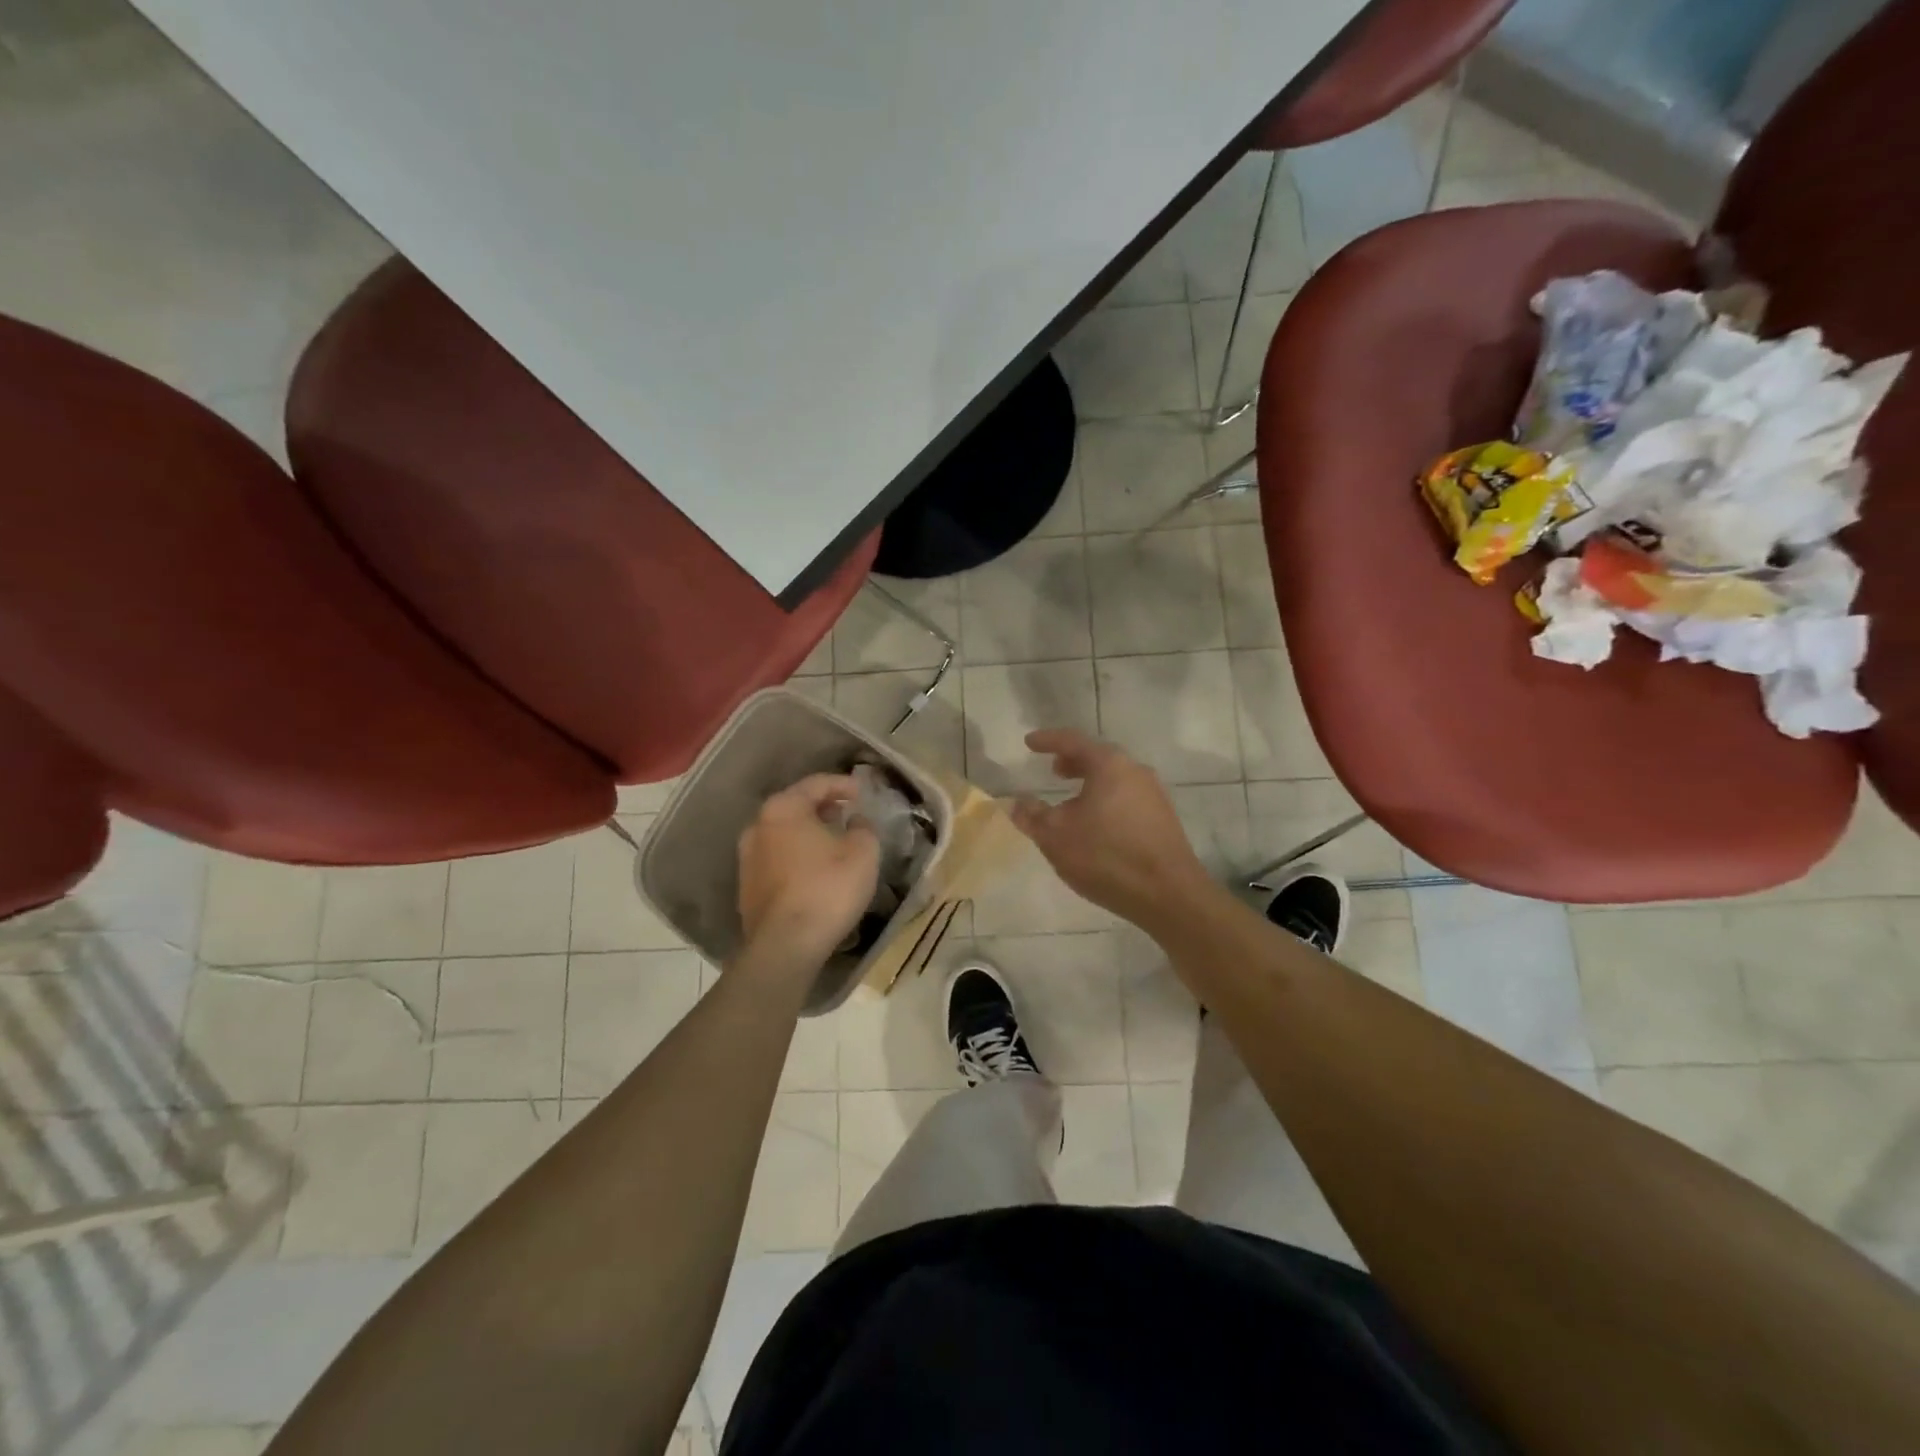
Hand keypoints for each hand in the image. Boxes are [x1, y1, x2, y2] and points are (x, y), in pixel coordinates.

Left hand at [737, 773, 879, 968]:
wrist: (785, 945)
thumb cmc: (828, 888)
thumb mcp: (863, 852)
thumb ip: (863, 828)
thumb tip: (855, 821)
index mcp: (783, 808)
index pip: (816, 784)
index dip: (843, 784)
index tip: (863, 792)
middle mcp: (758, 826)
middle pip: (795, 806)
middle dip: (823, 808)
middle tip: (848, 813)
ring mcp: (747, 858)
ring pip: (783, 834)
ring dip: (808, 833)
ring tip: (834, 842)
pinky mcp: (747, 887)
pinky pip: (777, 859)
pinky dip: (797, 856)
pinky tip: (815, 870)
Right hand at [1010, 729, 1212, 928]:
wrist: (1169, 895)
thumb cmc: (1106, 856)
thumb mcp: (1056, 836)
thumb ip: (1032, 815)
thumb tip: (1016, 802)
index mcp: (1110, 765)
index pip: (1073, 741)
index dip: (1048, 740)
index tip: (1029, 742)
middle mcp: (1136, 771)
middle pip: (1099, 757)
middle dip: (1073, 761)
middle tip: (1053, 770)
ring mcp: (1154, 795)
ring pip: (1115, 779)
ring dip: (1090, 783)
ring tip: (1071, 800)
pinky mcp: (1163, 820)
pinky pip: (1127, 798)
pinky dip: (1106, 799)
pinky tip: (1096, 824)